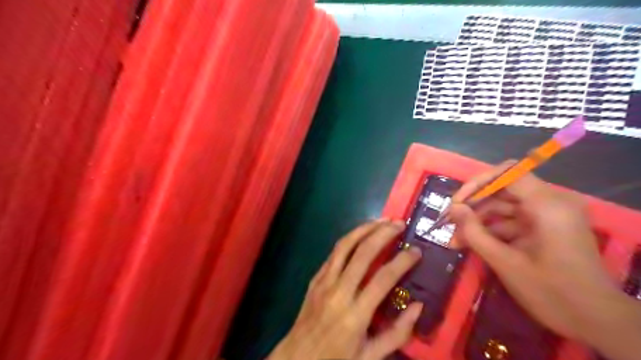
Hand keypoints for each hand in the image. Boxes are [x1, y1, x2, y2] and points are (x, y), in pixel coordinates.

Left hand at [268, 219, 424, 359]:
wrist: (297, 359)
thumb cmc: (336, 359)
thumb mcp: (371, 356)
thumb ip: (398, 333)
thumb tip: (418, 306)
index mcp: (355, 314)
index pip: (383, 279)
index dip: (402, 261)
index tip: (416, 251)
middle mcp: (339, 292)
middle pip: (363, 253)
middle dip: (383, 234)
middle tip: (399, 224)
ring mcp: (324, 281)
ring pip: (345, 245)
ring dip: (364, 229)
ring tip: (381, 220)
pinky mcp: (316, 278)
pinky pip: (334, 253)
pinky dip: (349, 239)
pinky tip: (361, 234)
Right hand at [448, 163, 639, 358]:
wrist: (595, 320)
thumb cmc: (551, 292)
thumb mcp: (505, 262)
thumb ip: (475, 232)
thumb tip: (454, 209)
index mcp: (548, 205)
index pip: (508, 173)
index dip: (478, 183)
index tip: (456, 203)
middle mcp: (550, 202)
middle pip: (503, 190)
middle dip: (473, 206)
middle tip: (449, 222)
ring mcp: (548, 215)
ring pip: (503, 207)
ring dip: (478, 221)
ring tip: (455, 240)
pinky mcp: (545, 227)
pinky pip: (512, 221)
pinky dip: (491, 231)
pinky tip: (471, 244)